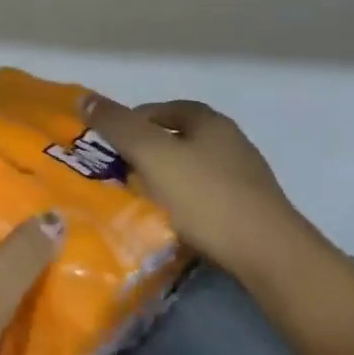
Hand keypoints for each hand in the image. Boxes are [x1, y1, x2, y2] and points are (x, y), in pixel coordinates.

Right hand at [83, 96, 318, 281]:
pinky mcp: (250, 212)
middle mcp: (231, 143)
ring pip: (191, 170)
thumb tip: (84, 98)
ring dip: (164, 179)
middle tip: (118, 171)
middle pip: (178, 138)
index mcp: (209, 122)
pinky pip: (205, 198)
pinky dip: (183, 204)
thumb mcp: (151, 155)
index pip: (163, 109)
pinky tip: (170, 222)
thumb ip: (117, 125)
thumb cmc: (205, 197)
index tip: (109, 143)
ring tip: (139, 199)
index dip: (133, 120)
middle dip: (146, 151)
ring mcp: (245, 179)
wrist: (269, 256)